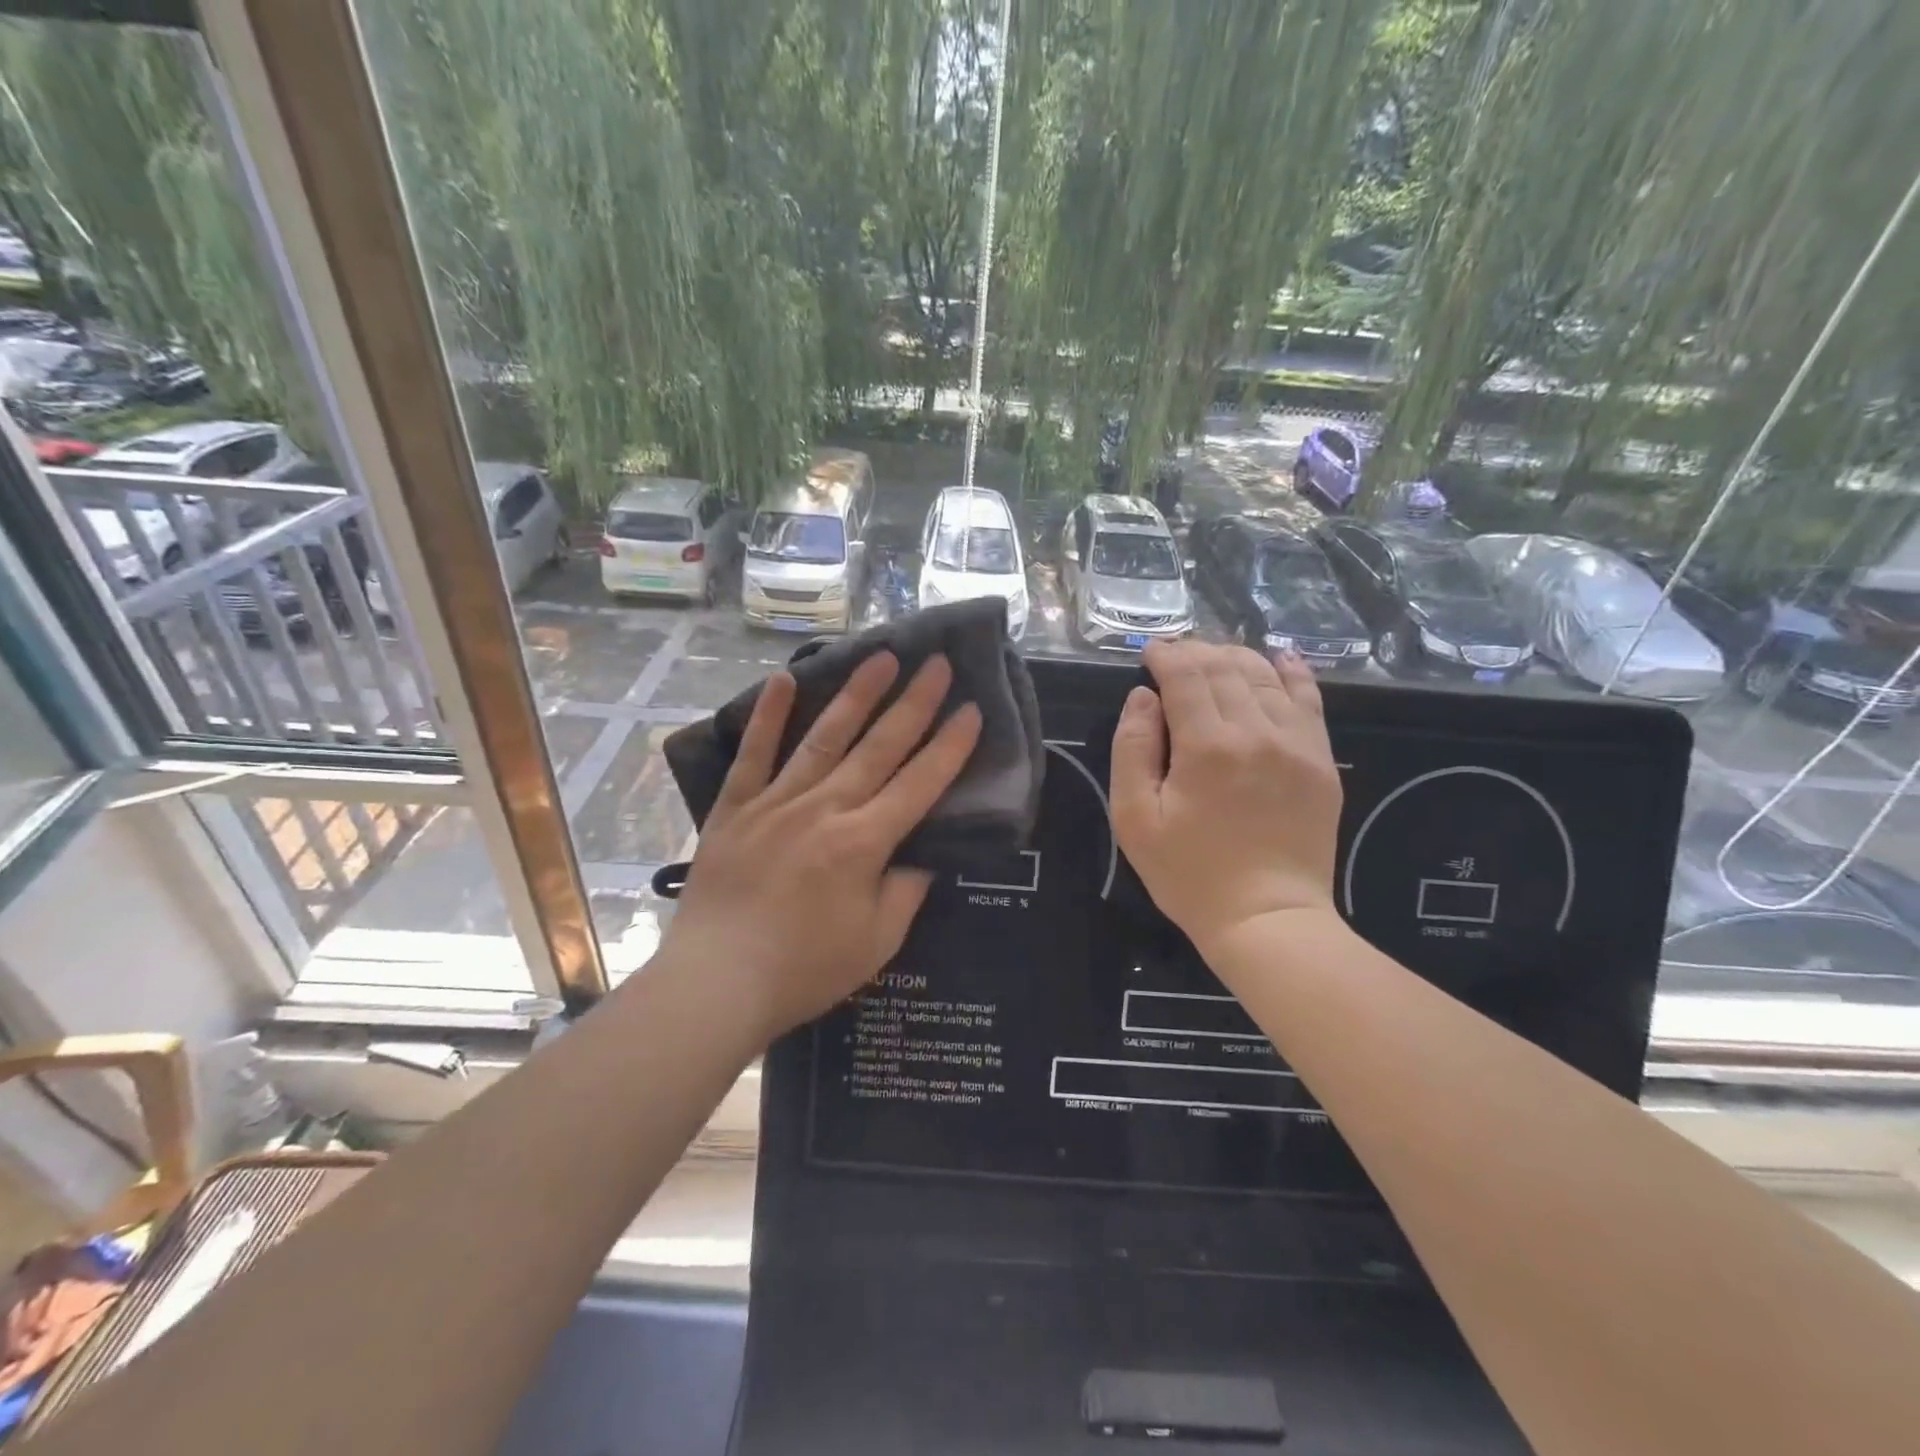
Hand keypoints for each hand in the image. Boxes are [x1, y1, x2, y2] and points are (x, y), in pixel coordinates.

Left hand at [661, 651, 981, 1040]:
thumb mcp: (876, 942)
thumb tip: (922, 854)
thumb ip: (906, 891)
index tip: (971, 709)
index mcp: (863, 842)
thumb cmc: (804, 970)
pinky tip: (783, 679)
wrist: (716, 984)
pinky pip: (753, 754)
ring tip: (881, 658)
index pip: (920, 783)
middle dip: (914, 703)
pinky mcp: (735, 808)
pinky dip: (768, 716)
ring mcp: (776, 802)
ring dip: (857, 695)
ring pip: (824, 737)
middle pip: (879, 746)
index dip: (950, 745)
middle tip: (937, 663)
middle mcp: (824, 809)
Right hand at [1111, 640, 1342, 958]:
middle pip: (1225, 667)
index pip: (1185, 674)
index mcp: (1206, 746)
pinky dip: (1291, 672)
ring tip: (1212, 658)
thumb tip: (1142, 697)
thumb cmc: (1189, 873)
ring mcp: (1296, 743)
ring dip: (1234, 657)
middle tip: (1174, 655)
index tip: (1148, 653)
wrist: (1267, 918)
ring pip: (1264, 675)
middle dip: (1195, 651)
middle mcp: (1256, 731)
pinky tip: (1279, 658)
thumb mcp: (1134, 818)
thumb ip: (1132, 748)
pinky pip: (1309, 699)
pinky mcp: (1321, 760)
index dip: (1165, 655)